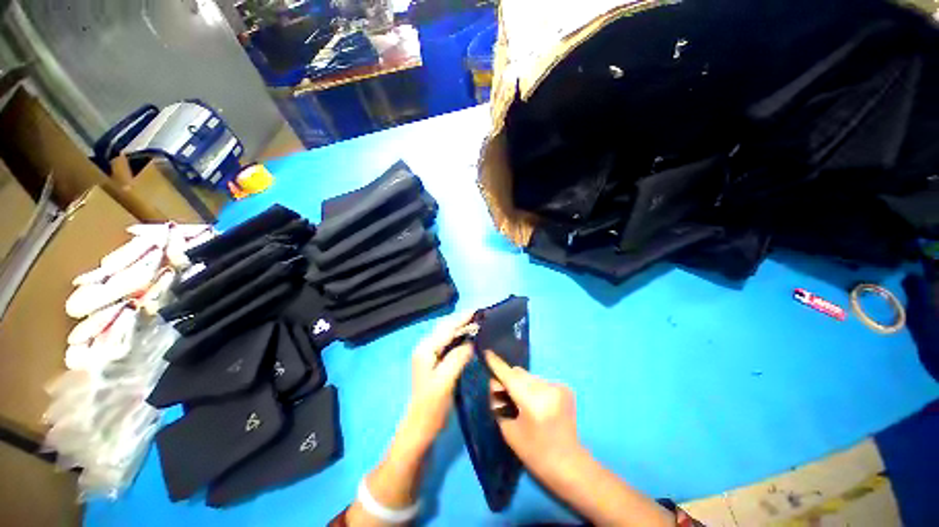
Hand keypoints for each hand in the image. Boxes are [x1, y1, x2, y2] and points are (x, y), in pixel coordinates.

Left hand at [396, 312, 475, 453]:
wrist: (421, 427)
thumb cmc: (432, 405)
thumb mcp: (445, 381)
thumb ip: (457, 358)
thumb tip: (471, 342)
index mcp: (426, 349)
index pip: (447, 329)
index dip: (462, 319)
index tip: (478, 310)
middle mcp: (426, 348)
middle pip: (445, 328)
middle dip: (462, 320)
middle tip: (480, 315)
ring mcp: (429, 354)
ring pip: (447, 335)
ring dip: (461, 328)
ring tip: (477, 323)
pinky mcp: (435, 362)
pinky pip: (448, 343)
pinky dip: (459, 338)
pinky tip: (469, 338)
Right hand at [485, 351, 583, 482]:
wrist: (569, 464)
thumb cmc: (534, 452)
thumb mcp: (509, 430)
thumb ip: (498, 402)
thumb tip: (495, 382)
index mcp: (533, 401)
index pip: (510, 376)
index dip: (497, 364)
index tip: (487, 352)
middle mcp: (547, 388)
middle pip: (519, 373)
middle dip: (509, 379)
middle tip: (505, 394)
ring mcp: (558, 386)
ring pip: (529, 376)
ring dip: (522, 384)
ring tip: (524, 402)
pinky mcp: (565, 388)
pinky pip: (540, 381)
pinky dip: (534, 388)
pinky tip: (539, 404)